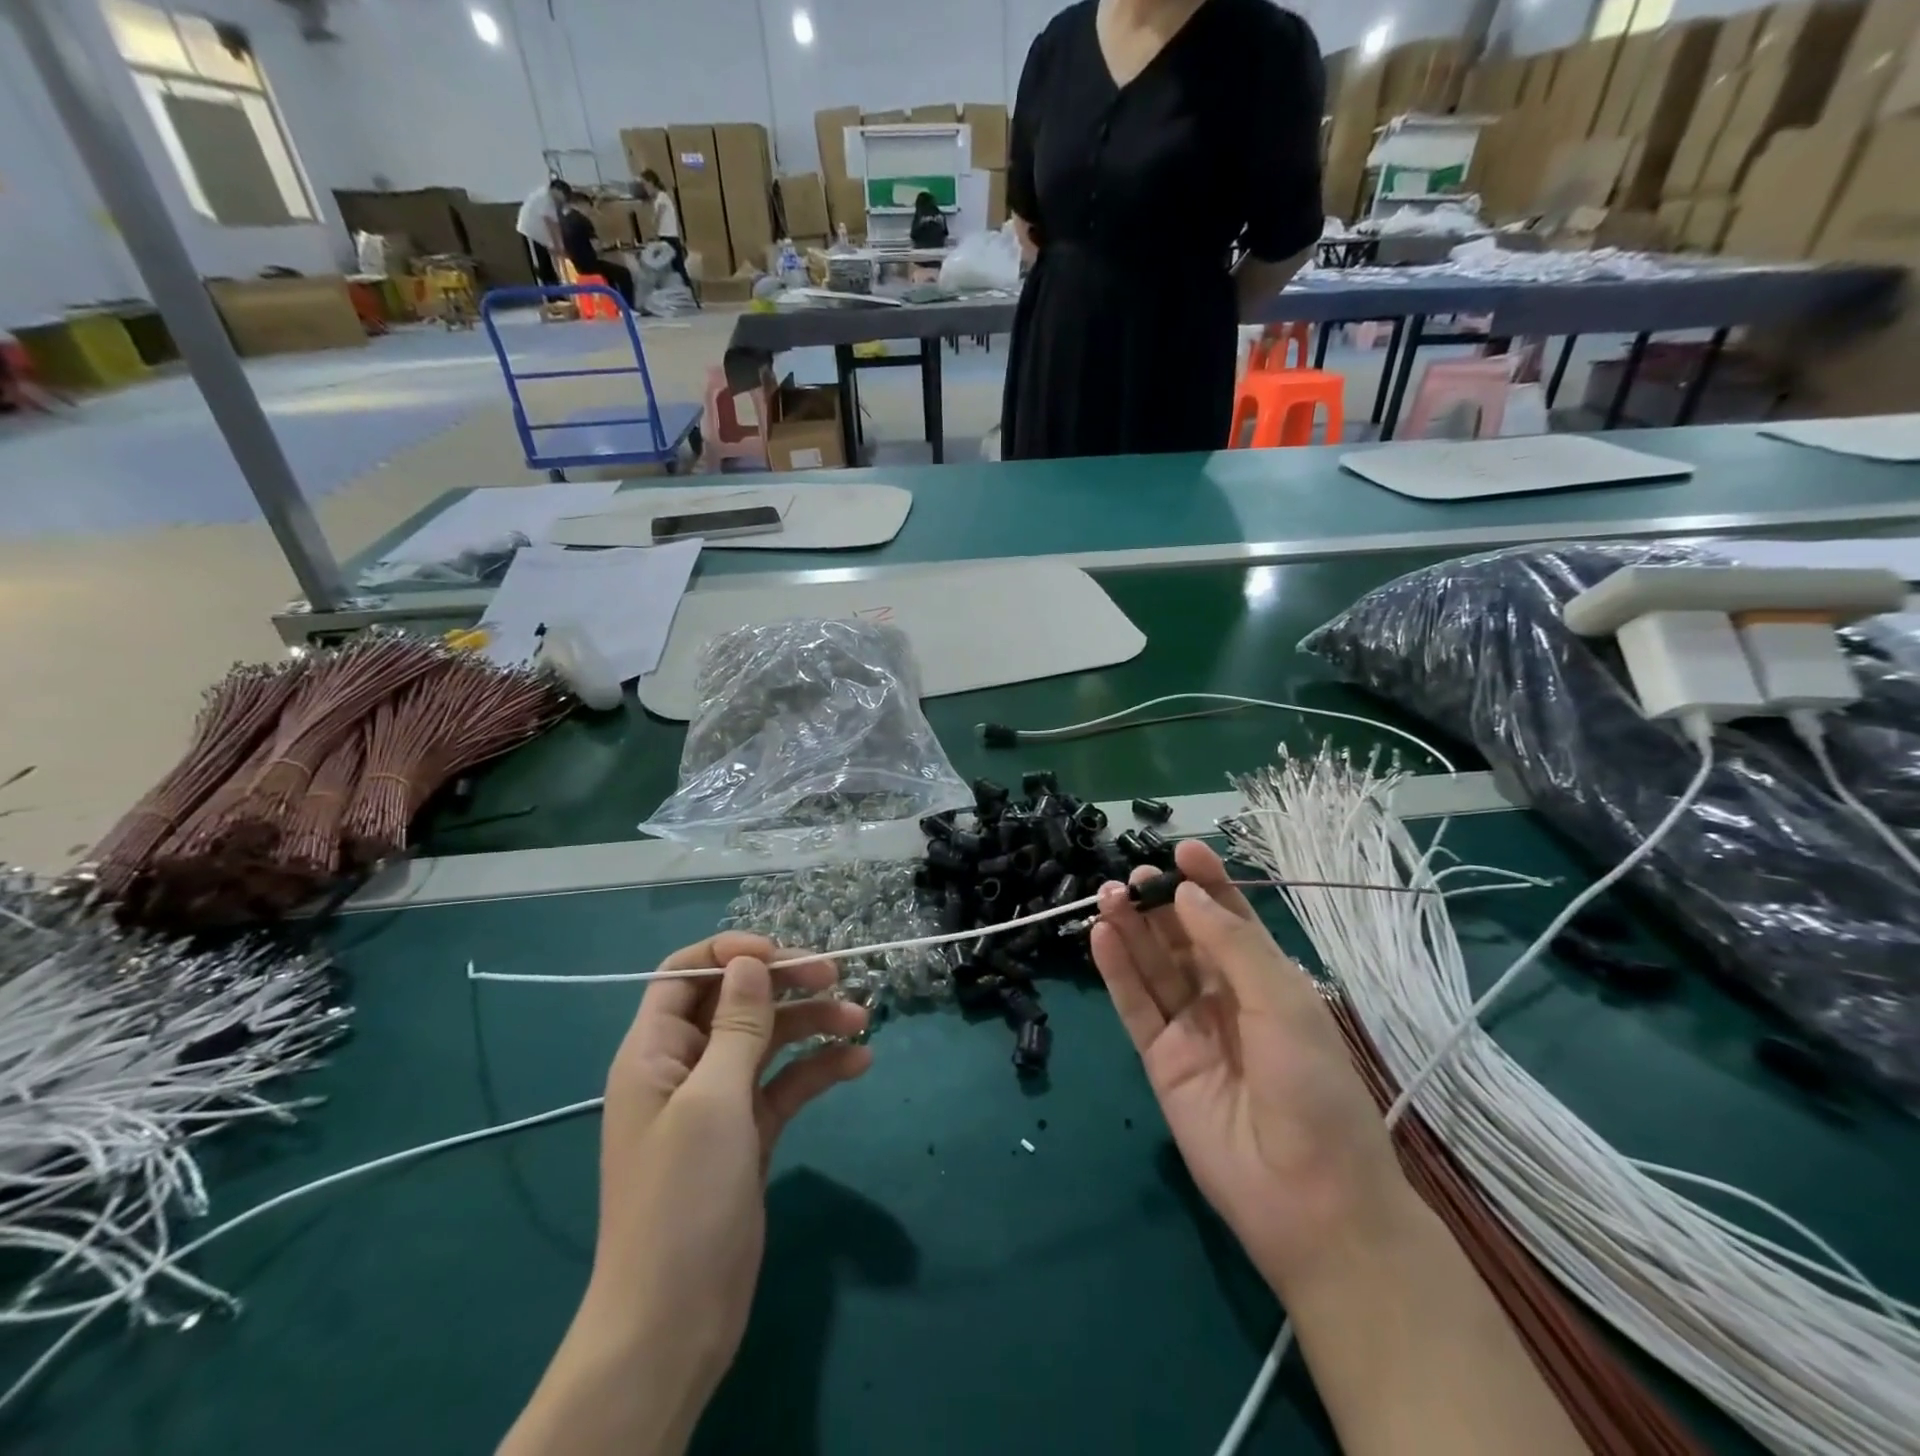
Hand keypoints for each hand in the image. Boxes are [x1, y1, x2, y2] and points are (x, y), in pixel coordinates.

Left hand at [586, 934, 870, 1432]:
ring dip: (812, 1024)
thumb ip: (737, 1026)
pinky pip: (786, 1084)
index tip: (780, 954)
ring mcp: (719, 1102)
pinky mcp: (749, 1133)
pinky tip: (859, 1063)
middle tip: (836, 976)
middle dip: (785, 983)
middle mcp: (686, 1067)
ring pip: (768, 1040)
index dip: (731, 954)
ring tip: (861, 1019)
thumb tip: (750, 962)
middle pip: (737, 1002)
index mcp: (656, 1051)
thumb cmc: (682, 1199)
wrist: (675, 1322)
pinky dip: (819, 1069)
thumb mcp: (712, 1100)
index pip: (686, 975)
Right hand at [1089, 841, 1409, 1300]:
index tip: (1181, 850)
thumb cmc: (1314, 1090)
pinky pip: (1135, 1006)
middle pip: (1183, 938)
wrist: (1309, 1201)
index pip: (1230, 919)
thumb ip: (1231, 945)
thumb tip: (1186, 894)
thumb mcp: (1284, 1004)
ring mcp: (1191, 1028)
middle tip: (1132, 877)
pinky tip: (1101, 935)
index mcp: (1267, 981)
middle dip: (1160, 903)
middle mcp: (1226, 997)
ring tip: (1107, 895)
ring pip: (1153, 966)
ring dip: (1131, 929)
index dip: (1207, 883)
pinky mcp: (1160, 1060)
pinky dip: (1116, 970)